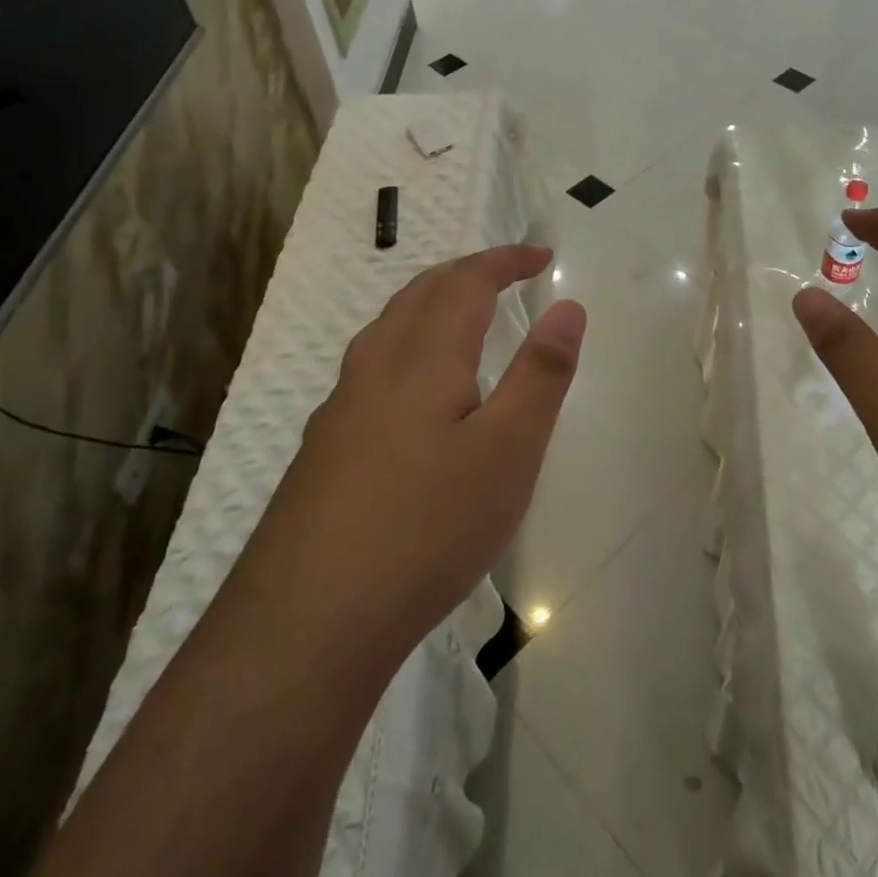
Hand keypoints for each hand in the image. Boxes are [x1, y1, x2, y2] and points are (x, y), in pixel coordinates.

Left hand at [259, 246, 584, 667]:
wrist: (309, 621)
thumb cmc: (428, 526)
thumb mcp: (509, 451)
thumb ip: (541, 375)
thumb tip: (568, 307)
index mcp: (422, 358)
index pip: (466, 283)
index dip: (505, 260)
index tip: (542, 255)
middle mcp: (373, 368)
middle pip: (419, 294)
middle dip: (466, 272)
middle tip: (506, 274)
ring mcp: (340, 409)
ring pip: (387, 330)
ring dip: (430, 305)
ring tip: (463, 316)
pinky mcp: (324, 450)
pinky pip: (371, 368)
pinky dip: (407, 346)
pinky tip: (414, 393)